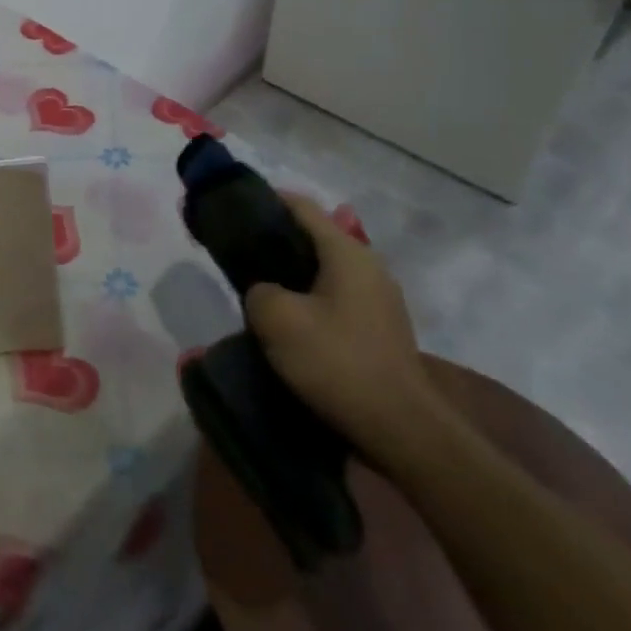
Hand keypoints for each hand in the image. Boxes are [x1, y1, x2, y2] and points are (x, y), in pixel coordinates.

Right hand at [244, 194, 440, 460]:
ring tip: (256, 286)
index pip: (300, 207)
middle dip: (274, 240)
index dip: (264, 201)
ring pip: (323, 270)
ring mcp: (379, 299)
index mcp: (347, 253)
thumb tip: (264, 291)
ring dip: (290, 273)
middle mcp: (369, 267)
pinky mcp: (380, 328)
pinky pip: (334, 296)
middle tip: (237, 253)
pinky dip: (307, 297)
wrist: (400, 429)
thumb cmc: (336, 362)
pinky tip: (286, 319)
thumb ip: (258, 289)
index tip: (230, 209)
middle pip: (313, 237)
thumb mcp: (275, 317)